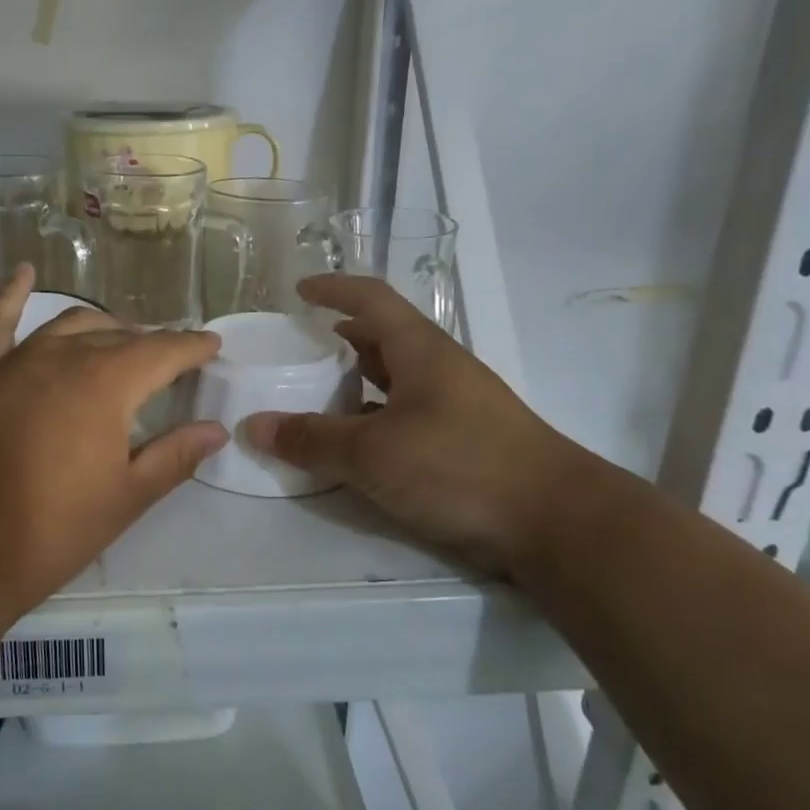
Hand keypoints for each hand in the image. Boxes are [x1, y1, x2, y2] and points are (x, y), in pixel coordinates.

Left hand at [0, 266, 227, 626]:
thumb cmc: (53, 530)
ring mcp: (16, 362)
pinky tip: (23, 273)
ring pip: (69, 325)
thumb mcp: (127, 497)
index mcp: (107, 383)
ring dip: (102, 327)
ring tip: (123, 338)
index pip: (162, 352)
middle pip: (119, 337)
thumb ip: (175, 456)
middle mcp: (63, 357)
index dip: (192, 348)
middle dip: (152, 343)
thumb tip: (216, 430)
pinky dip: (11, 296)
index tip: (212, 346)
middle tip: (173, 360)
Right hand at [245, 275, 594, 580]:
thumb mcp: (373, 453)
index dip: (334, 289)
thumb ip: (312, 439)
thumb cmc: (460, 466)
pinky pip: (407, 414)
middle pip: (385, 336)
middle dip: (342, 336)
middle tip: (302, 347)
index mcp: (420, 351)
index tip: (299, 291)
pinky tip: (358, 443)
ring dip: (359, 379)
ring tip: (320, 393)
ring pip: (397, 378)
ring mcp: (457, 405)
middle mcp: (440, 369)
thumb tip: (253, 425)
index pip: (372, 299)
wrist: (556, 521)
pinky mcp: (465, 441)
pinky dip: (376, 418)